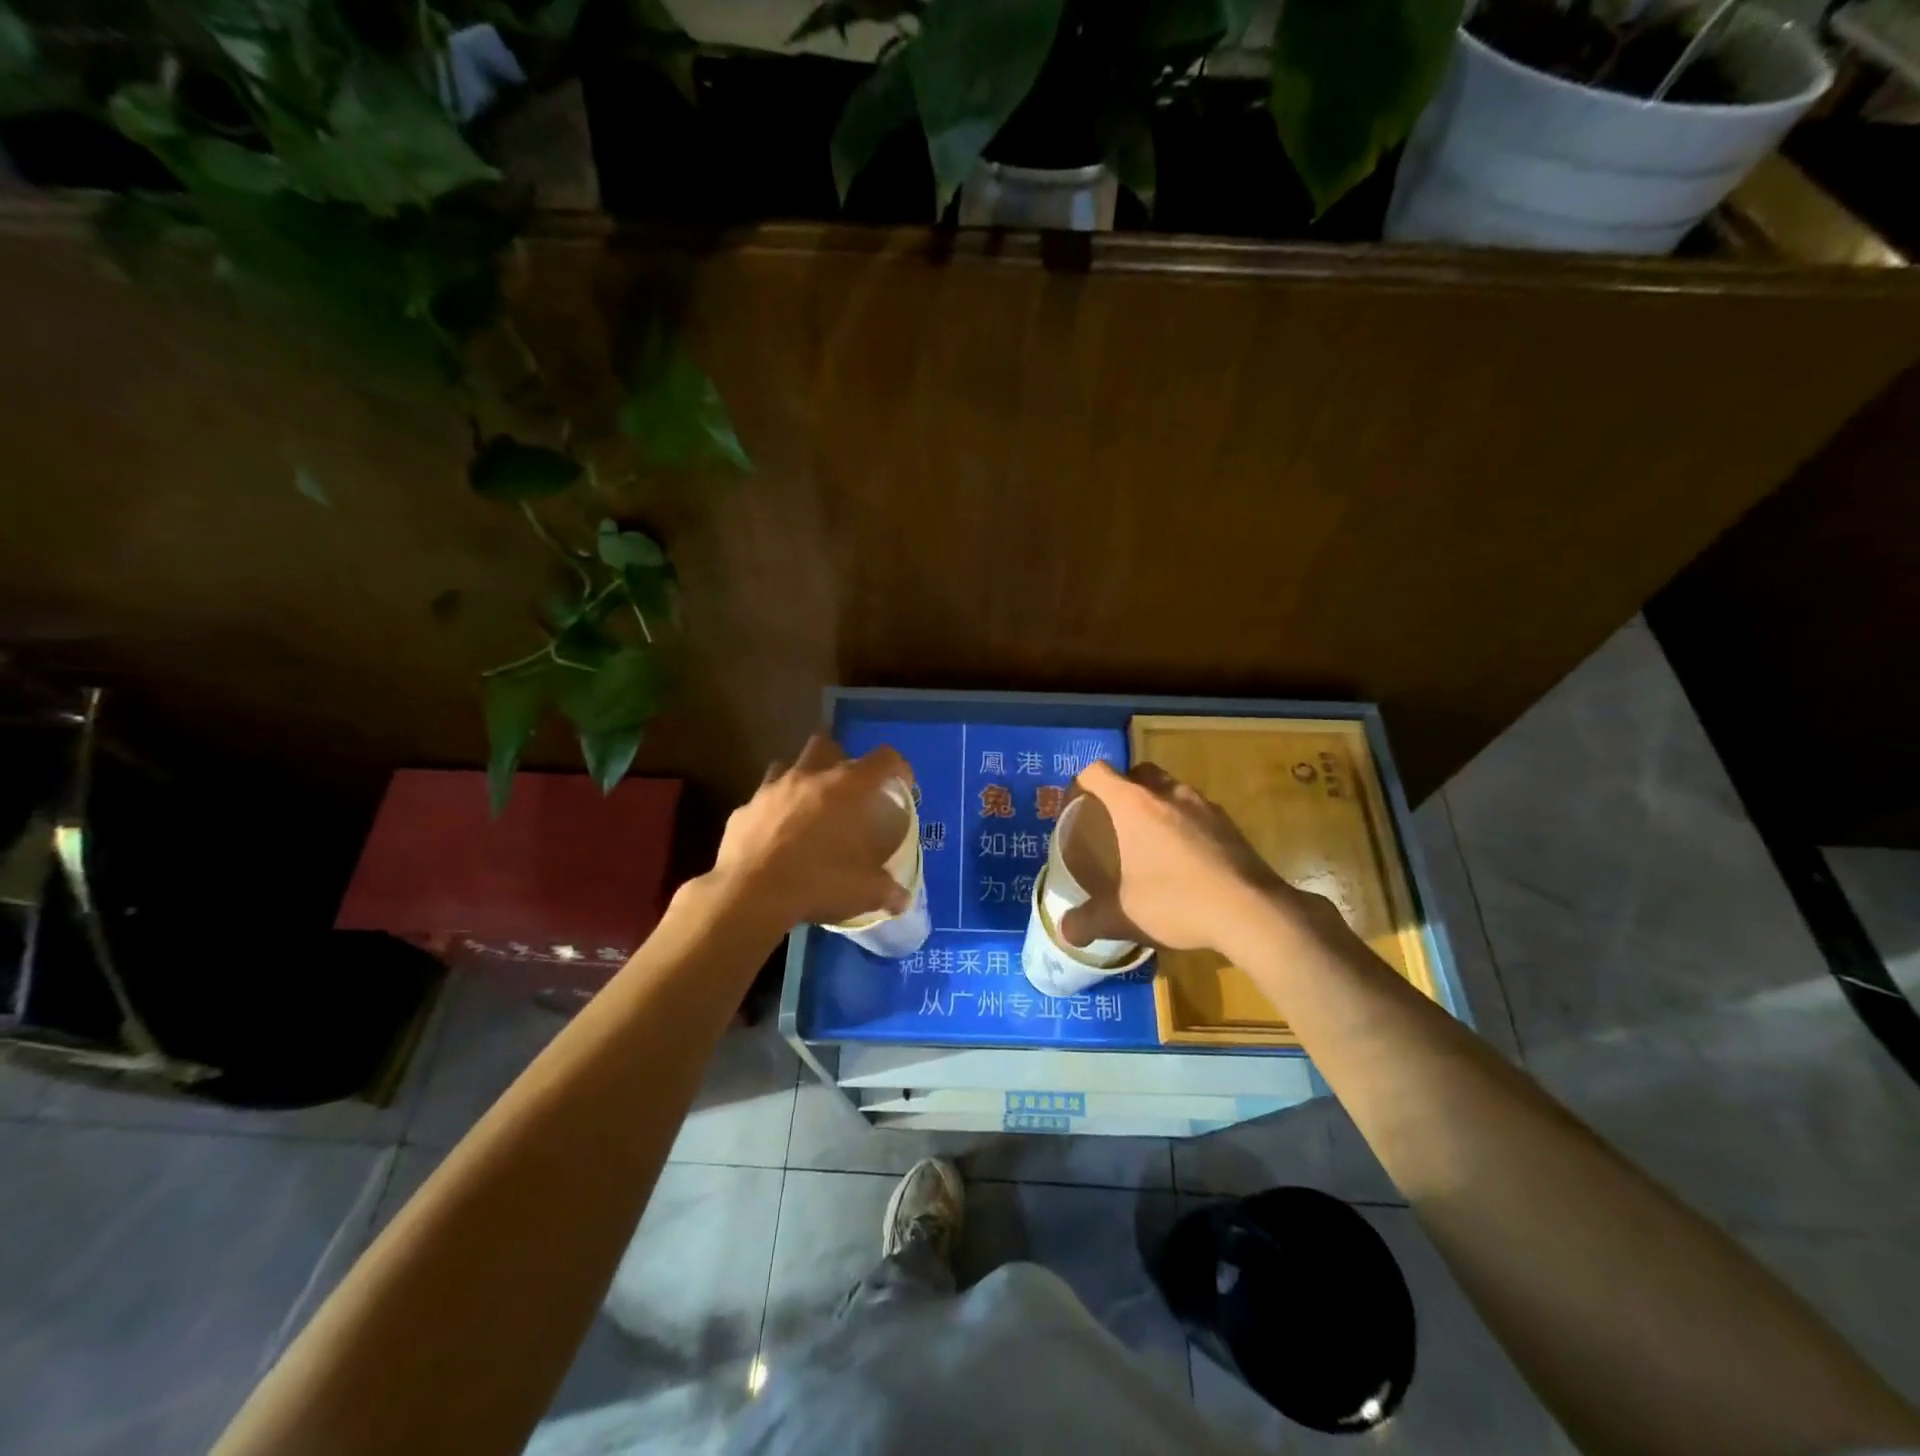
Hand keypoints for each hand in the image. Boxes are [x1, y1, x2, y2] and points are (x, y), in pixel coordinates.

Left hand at [706, 733, 913, 934]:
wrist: (750, 893)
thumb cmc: (818, 882)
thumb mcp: (864, 892)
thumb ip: (887, 890)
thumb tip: (902, 899)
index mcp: (848, 788)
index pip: (884, 759)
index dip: (898, 767)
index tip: (901, 785)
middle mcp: (810, 777)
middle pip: (827, 744)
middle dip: (839, 759)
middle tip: (846, 789)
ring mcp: (771, 789)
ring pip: (788, 766)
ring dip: (801, 780)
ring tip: (808, 807)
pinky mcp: (743, 809)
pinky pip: (761, 801)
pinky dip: (771, 812)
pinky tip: (774, 836)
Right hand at [1057, 760, 1301, 955]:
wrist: (1252, 912)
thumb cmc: (1177, 902)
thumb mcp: (1124, 916)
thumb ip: (1089, 921)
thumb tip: (1065, 931)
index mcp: (1134, 805)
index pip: (1098, 772)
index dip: (1081, 783)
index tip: (1076, 805)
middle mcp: (1168, 794)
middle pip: (1138, 772)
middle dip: (1123, 787)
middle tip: (1114, 820)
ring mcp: (1204, 805)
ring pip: (1172, 789)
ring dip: (1157, 804)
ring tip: (1151, 840)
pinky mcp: (1230, 824)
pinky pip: (1197, 812)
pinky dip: (1185, 824)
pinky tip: (1186, 858)